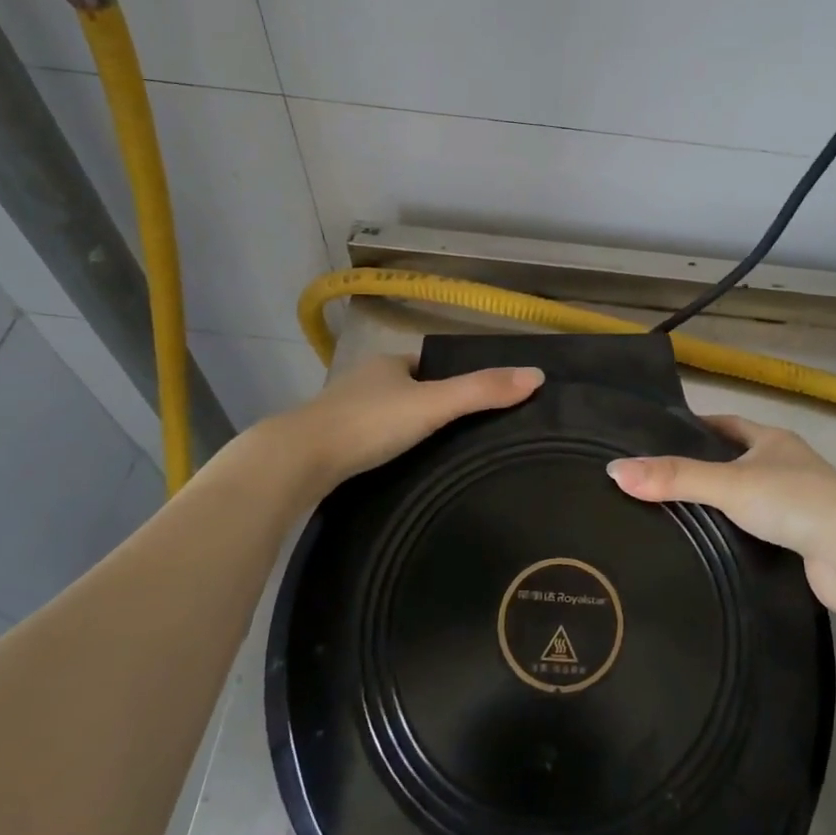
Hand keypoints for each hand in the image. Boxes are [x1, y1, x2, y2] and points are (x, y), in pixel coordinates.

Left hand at [281, 353, 544, 488]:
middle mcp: (362, 382)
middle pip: (404, 390)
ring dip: (403, 430)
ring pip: (382, 417)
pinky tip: (395, 470)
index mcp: (387, 364)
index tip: (471, 401)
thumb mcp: (434, 405)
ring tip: (434, 455)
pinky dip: (382, 450)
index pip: (425, 364)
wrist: (298, 460)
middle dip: (426, 406)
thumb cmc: (369, 423)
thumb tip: (538, 375)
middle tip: (460, 433)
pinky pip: (365, 442)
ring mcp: (339, 414)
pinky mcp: (326, 446)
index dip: (447, 378)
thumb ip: (482, 392)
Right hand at [606, 415, 835, 610]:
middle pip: (740, 460)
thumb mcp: (727, 484)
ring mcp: (801, 504)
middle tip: (663, 481)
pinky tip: (716, 548)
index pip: (728, 425)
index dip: (698, 428)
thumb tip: (615, 471)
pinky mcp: (806, 541)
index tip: (664, 437)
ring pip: (753, 498)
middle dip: (708, 469)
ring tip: (680, 516)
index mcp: (773, 440)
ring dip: (725, 506)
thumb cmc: (792, 501)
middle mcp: (789, 465)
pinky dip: (741, 536)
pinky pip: (764, 531)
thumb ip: (674, 478)